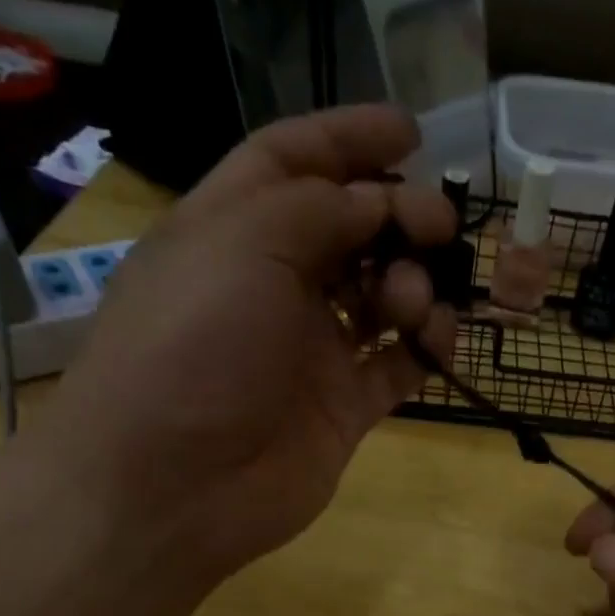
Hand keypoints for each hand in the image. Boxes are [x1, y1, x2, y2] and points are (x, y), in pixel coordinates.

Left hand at [44, 105, 457, 577]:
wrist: (176, 484)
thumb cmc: (194, 347)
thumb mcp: (243, 244)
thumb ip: (320, 209)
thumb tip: (380, 202)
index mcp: (231, 230)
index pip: (293, 163)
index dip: (349, 140)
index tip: (413, 131)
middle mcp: (273, 286)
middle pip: (349, 230)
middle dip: (398, 215)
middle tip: (438, 224)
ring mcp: (311, 351)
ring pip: (381, 298)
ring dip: (413, 285)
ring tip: (415, 300)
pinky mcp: (343, 408)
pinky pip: (398, 366)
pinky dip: (426, 348)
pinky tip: (438, 341)